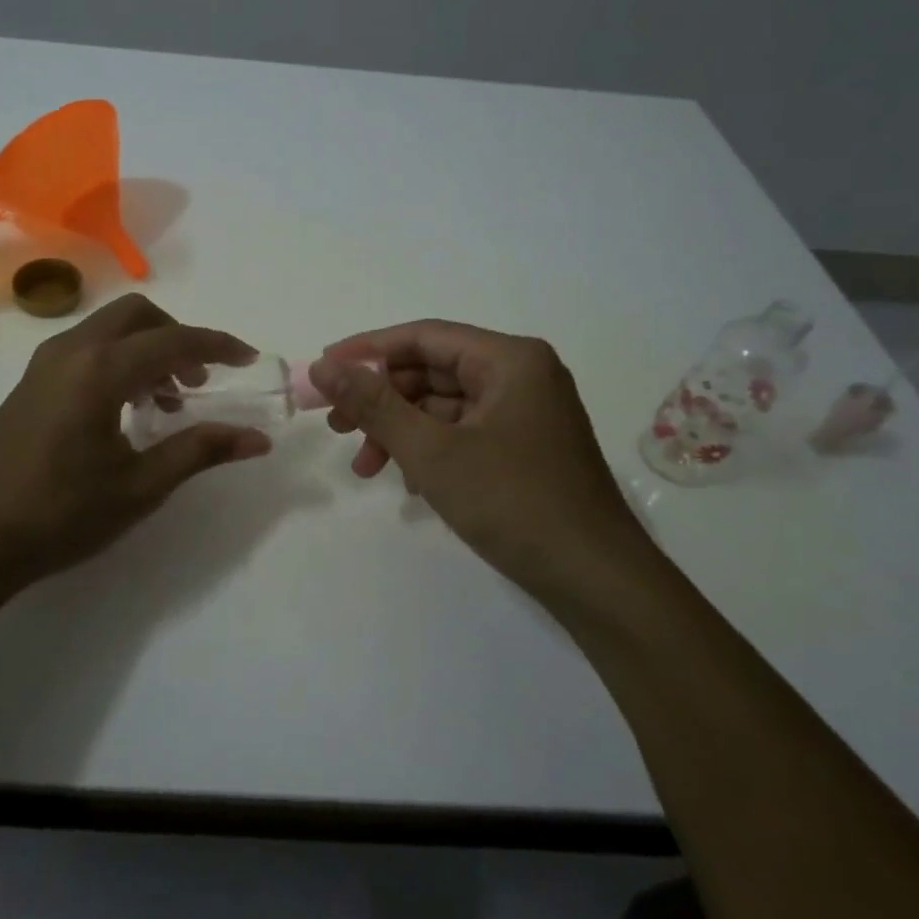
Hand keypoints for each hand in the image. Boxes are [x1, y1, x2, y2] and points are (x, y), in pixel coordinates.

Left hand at [0, 295, 272, 591]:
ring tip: (168, 404)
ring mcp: (43, 365)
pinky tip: (125, 411)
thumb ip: (200, 451)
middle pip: (137, 316)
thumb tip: (258, 439)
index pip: (174, 340)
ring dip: (147, 351)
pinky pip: (86, 351)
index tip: (248, 359)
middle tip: (200, 383)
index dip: (217, 346)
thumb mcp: (140, 486)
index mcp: (100, 369)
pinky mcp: (29, 385)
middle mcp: (71, 351)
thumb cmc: (60, 514)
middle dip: (178, 338)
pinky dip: (118, 363)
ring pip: (108, 331)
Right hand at [308, 321, 659, 603]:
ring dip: (400, 431)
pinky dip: (429, 451)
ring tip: (365, 466)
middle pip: (432, 371)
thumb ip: (374, 405)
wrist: (595, 581)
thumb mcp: (432, 452)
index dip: (367, 350)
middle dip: (381, 399)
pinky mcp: (525, 448)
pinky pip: (463, 433)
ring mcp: (526, 414)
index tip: (323, 368)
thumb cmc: (513, 503)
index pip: (424, 337)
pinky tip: (408, 484)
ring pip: (445, 407)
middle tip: (337, 426)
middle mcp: (521, 376)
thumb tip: (323, 366)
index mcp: (509, 360)